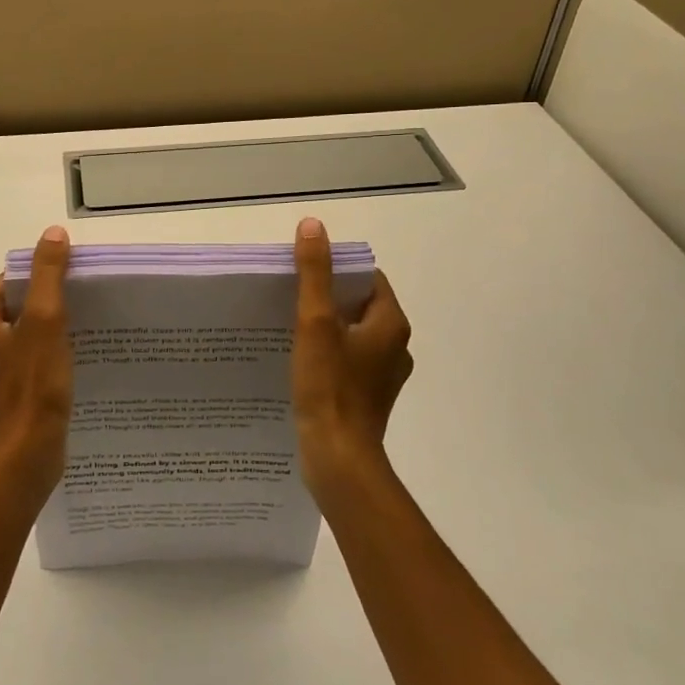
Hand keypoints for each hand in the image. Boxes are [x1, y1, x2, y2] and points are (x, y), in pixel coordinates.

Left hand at [0, 226, 73, 506]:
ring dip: (52, 330)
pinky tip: (76, 359)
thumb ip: (48, 274)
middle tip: (86, 302)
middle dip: (50, 303)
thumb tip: (53, 233)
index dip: (42, 276)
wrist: (26, 453)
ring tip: (87, 328)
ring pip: (25, 336)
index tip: (75, 279)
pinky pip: (29, 362)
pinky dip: (49, 355)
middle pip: (18, 308)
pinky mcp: (7, 394)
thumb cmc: (32, 383)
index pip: (11, 282)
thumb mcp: (45, 319)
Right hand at [291, 216, 413, 499]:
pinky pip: (348, 363)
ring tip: (289, 328)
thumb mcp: (316, 322)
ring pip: (353, 337)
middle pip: (360, 307)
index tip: (305, 274)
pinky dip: (328, 356)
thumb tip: (314, 225)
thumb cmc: (329, 387)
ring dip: (326, 329)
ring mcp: (383, 377)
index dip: (337, 271)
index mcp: (391, 324)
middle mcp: (395, 348)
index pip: (368, 280)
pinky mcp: (367, 399)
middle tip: (290, 298)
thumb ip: (314, 273)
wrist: (338, 459)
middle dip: (328, 299)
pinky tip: (300, 363)